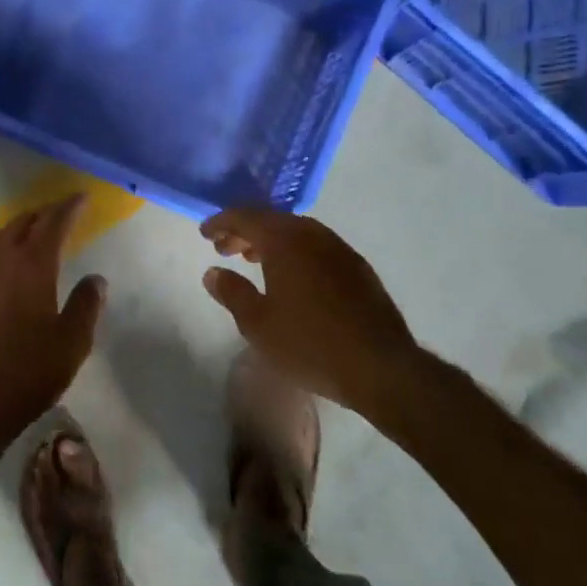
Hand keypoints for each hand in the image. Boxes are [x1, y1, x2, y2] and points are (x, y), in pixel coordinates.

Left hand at [0, 194, 106, 457]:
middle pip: (22, 224)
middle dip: (42, 215)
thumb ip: (86, 305)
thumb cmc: (27, 373)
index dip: (68, 207)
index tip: (81, 197)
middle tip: (59, 214)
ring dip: (16, 231)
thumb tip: (95, 279)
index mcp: (32, 265)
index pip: (53, 222)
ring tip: (30, 234)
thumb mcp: (72, 343)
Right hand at [200, 208, 424, 429]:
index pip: (246, 217)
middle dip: (245, 230)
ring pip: (297, 232)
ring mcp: (340, 250)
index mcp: (285, 242)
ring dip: (271, 241)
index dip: (221, 222)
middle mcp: (313, 236)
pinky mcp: (358, 269)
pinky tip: (292, 276)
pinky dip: (295, 251)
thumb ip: (232, 293)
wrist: (381, 368)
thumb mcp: (258, 324)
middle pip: (272, 220)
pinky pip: (317, 247)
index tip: (205, 233)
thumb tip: (214, 273)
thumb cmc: (310, 344)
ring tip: (255, 260)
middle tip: (224, 249)